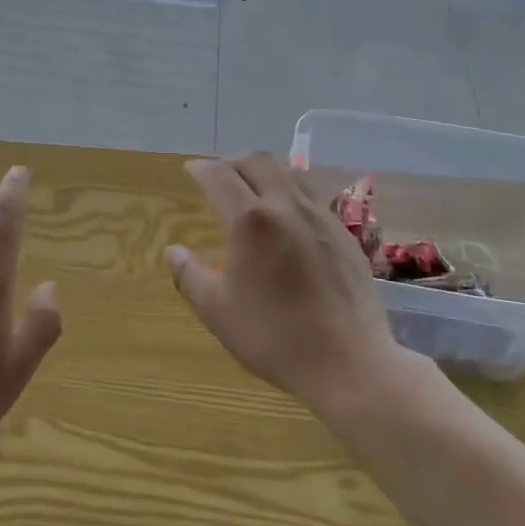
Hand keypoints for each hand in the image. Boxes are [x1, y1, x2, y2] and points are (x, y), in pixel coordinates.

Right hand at [167, 153, 404, 415]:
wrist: (350, 363)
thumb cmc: (275, 337)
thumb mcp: (218, 311)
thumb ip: (190, 276)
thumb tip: (173, 251)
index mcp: (251, 220)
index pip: (220, 176)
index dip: (201, 169)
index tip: (190, 170)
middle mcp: (286, 206)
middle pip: (257, 162)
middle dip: (232, 162)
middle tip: (218, 176)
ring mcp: (320, 216)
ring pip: (289, 173)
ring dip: (264, 171)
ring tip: (252, 189)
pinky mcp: (344, 233)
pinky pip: (311, 195)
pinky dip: (290, 192)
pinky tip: (287, 218)